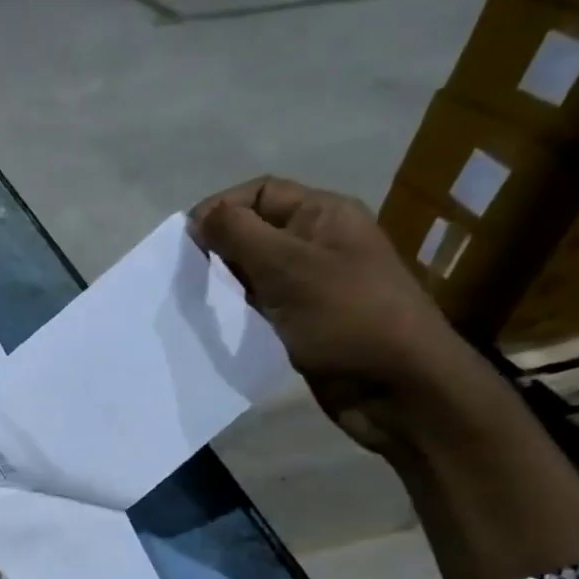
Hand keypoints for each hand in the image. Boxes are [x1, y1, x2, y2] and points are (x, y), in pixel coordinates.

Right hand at [191, 177, 493, 452]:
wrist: (395, 384)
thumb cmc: (346, 316)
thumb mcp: (289, 267)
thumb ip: (241, 236)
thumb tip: (200, 217)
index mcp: (323, 215)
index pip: (260, 194)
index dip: (220, 209)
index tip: (183, 244)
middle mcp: (317, 243)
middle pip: (255, 232)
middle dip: (217, 249)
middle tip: (183, 278)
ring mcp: (311, 285)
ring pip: (254, 273)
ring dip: (223, 284)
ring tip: (195, 304)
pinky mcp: (303, 322)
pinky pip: (261, 307)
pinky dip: (236, 312)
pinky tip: (216, 327)